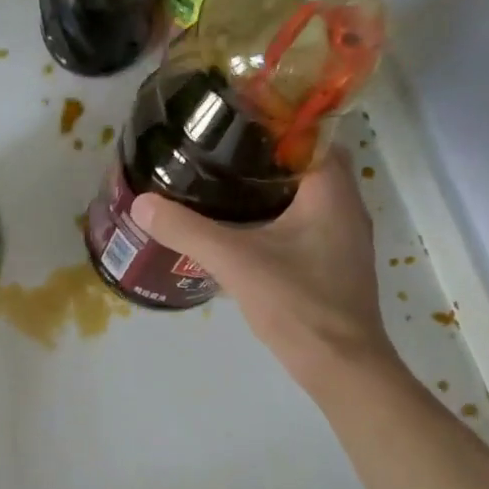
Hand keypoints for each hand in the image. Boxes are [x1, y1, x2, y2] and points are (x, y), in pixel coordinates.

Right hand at [131, 147, 399, 397]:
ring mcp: (343, 238)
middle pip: (303, 164)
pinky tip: (241, 234)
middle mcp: (346, 205)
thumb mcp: (235, 261)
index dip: (270, 122)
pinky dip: (274, 220)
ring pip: (303, 197)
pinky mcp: (335, 264)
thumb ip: (187, 230)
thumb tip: (142, 203)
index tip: (228, 123)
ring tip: (218, 189)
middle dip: (261, 157)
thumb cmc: (297, 304)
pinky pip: (303, 225)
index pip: (308, 132)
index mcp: (331, 190)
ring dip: (267, 190)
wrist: (340, 366)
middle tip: (214, 156)